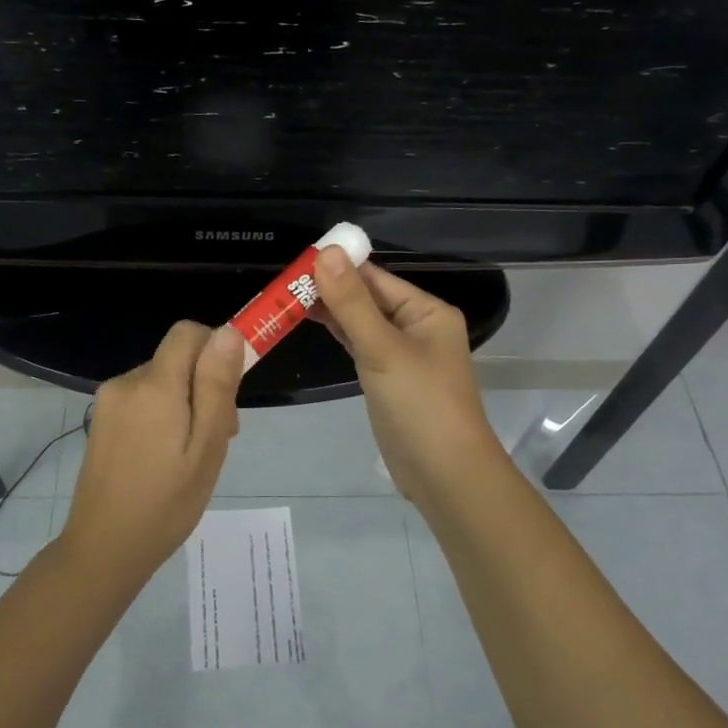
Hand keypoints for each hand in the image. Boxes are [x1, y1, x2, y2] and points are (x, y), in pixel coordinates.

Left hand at [60, 320, 242, 581]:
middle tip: (218, 437)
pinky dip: (163, 415)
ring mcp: (109, 401)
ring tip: (192, 454)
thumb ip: (216, 386)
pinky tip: (167, 458)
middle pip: (177, 359)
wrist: (104, 549)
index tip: (232, 388)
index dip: (216, 347)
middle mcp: (126, 382)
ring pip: (162, 380)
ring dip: (185, 403)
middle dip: (204, 384)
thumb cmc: (166, 504)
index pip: (188, 332)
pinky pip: (143, 399)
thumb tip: (228, 332)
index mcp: (154, 386)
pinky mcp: (102, 420)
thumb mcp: (206, 447)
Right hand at [312, 248, 502, 507]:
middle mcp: (418, 327)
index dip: (338, 266)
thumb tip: (326, 252)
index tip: (296, 260)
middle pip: (368, 298)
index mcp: (427, 311)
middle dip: (330, 289)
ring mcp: (403, 355)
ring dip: (331, 311)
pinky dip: (339, 334)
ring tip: (287, 298)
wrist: (444, 475)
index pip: (376, 277)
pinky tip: (311, 323)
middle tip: (282, 282)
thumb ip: (352, 302)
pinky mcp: (389, 379)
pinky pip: (361, 346)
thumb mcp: (382, 349)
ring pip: (362, 322)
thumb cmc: (420, 405)